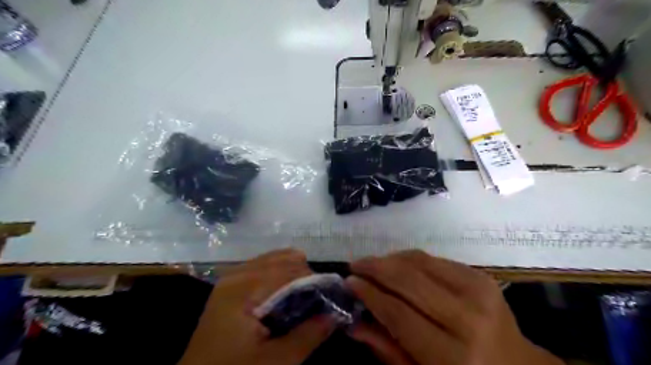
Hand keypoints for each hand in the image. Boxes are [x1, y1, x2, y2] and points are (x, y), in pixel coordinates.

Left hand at [181, 249, 337, 364]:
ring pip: (273, 259)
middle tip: (317, 298)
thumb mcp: (276, 362)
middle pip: (282, 258)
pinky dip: (279, 275)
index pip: (289, 269)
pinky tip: (285, 294)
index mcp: (244, 287)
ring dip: (293, 273)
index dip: (314, 280)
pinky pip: (262, 267)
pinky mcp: (230, 283)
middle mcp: (237, 273)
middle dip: (304, 275)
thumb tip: (337, 313)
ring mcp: (231, 276)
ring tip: (304, 296)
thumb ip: (308, 335)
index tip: (331, 296)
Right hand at [345, 251, 564, 364]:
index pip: (399, 314)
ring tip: (371, 263)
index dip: (370, 295)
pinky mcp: (480, 275)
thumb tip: (353, 324)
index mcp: (453, 355)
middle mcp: (467, 318)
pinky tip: (396, 263)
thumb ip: (387, 350)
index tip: (348, 282)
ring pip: (420, 262)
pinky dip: (410, 258)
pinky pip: (435, 258)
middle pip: (409, 281)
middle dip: (375, 268)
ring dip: (390, 259)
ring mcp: (478, 290)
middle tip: (354, 266)